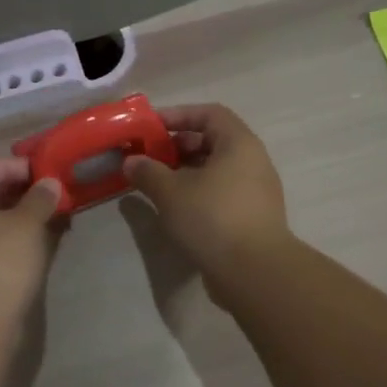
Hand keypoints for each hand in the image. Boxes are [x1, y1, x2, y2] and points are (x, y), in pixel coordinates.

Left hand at [0, 158, 63, 328]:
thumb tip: (49, 184)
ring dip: (11, 218)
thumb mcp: (26, 225)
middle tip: (46, 197)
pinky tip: (30, 248)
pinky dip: (3, 241)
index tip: (42, 174)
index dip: (12, 167)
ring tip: (45, 221)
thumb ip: (39, 199)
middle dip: (14, 193)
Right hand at [123, 104, 291, 284]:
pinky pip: (221, 193)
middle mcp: (253, 161)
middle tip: (149, 158)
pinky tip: (176, 210)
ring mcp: (256, 191)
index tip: (150, 128)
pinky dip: (198, 193)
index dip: (178, 115)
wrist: (254, 272)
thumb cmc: (212, 218)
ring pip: (216, 170)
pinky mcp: (252, 217)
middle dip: (178, 146)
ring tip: (157, 185)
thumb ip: (147, 172)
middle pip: (212, 141)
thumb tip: (131, 162)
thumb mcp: (170, 192)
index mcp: (239, 144)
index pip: (209, 113)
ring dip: (185, 172)